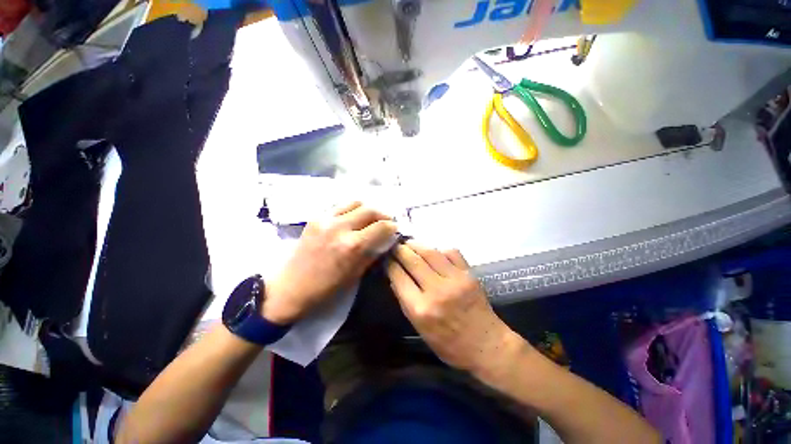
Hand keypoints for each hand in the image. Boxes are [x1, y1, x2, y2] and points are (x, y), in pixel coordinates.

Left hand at [262, 202, 397, 324]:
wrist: (291, 287)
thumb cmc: (326, 288)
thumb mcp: (356, 274)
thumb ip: (373, 252)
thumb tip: (386, 240)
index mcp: (352, 245)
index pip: (381, 226)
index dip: (392, 226)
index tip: (395, 229)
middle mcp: (340, 227)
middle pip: (370, 209)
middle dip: (383, 214)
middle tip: (385, 221)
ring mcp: (326, 219)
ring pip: (355, 203)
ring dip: (367, 209)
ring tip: (369, 218)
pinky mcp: (316, 217)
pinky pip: (339, 206)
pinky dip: (351, 210)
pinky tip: (352, 219)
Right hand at [387, 242, 517, 372]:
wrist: (487, 345)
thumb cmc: (449, 344)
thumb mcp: (420, 329)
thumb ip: (405, 302)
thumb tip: (395, 277)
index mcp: (421, 309)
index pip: (399, 277)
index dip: (390, 264)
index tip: (386, 257)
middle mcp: (436, 291)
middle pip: (413, 260)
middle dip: (400, 249)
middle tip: (395, 245)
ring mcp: (454, 280)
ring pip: (430, 252)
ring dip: (416, 244)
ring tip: (409, 242)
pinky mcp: (468, 274)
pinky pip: (451, 252)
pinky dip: (439, 249)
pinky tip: (434, 251)